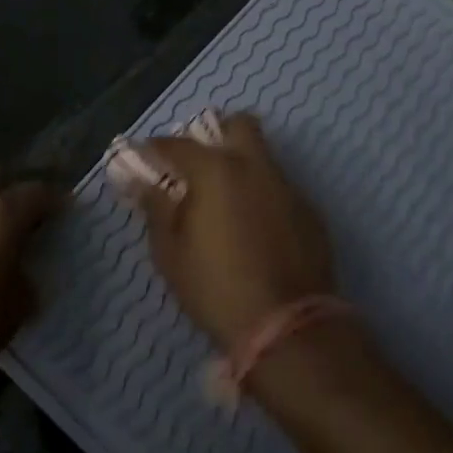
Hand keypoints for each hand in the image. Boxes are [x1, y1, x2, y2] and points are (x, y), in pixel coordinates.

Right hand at [114, 111, 334, 348]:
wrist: (288, 327)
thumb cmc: (216, 287)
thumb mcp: (170, 252)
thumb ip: (156, 209)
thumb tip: (144, 183)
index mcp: (215, 170)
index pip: (176, 144)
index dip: (155, 149)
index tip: (143, 159)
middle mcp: (255, 166)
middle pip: (239, 125)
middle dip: (216, 134)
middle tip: (198, 164)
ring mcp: (287, 187)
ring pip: (263, 157)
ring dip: (241, 166)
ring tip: (225, 201)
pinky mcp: (310, 212)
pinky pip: (280, 189)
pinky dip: (262, 195)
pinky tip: (253, 228)